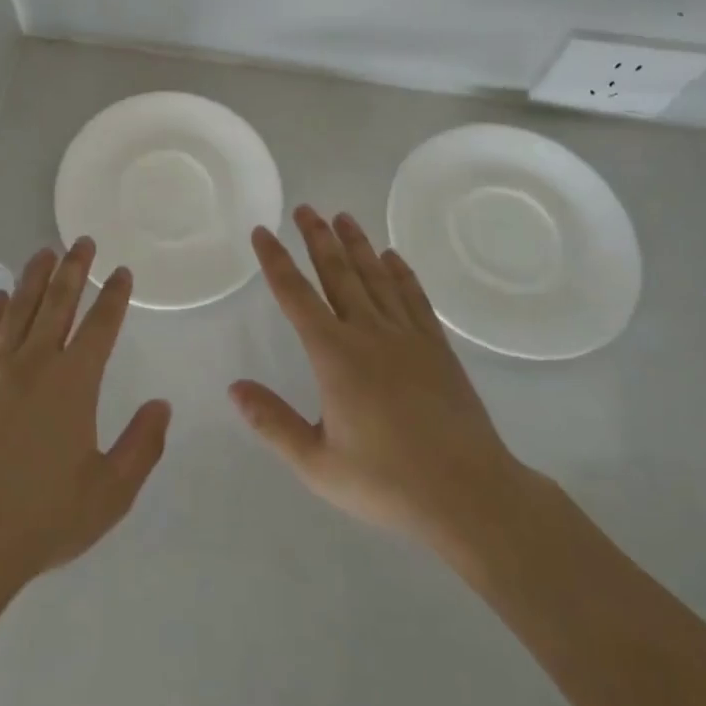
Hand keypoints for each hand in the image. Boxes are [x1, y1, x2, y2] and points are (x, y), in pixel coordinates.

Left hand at [0, 238, 171, 596]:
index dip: (114, 296)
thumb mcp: (109, 492)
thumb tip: (161, 406)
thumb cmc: (44, 516)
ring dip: (33, 278)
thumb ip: (141, 446)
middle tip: (83, 241)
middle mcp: (35, 362)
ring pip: (18, 309)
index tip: (121, 272)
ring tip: (44, 252)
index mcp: (74, 382)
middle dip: (73, 269)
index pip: (101, 325)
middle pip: (58, 302)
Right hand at [230, 206, 541, 572]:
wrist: (472, 496)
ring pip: (375, 277)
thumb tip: (234, 387)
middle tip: (305, 208)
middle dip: (318, 238)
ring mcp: (407, 336)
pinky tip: (393, 257)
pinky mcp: (437, 348)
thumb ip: (273, 423)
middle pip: (337, 273)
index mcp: (334, 355)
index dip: (275, 261)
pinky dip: (401, 273)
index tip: (262, 231)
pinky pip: (414, 298)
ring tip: (343, 216)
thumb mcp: (319, 465)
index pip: (295, 295)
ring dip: (357, 244)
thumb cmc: (389, 483)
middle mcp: (368, 332)